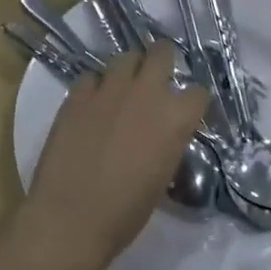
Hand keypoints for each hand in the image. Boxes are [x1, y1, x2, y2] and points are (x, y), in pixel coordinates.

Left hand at [16, 43, 210, 269]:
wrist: (72, 216)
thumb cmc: (126, 211)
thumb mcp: (162, 176)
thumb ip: (167, 143)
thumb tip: (162, 134)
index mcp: (175, 118)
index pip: (198, 91)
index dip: (192, 102)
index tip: (185, 112)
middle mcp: (146, 93)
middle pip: (162, 53)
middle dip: (163, 62)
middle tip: (157, 81)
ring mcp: (109, 90)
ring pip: (125, 57)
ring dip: (130, 70)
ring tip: (124, 89)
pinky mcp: (77, 95)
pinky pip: (92, 77)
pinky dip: (96, 87)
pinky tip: (93, 105)